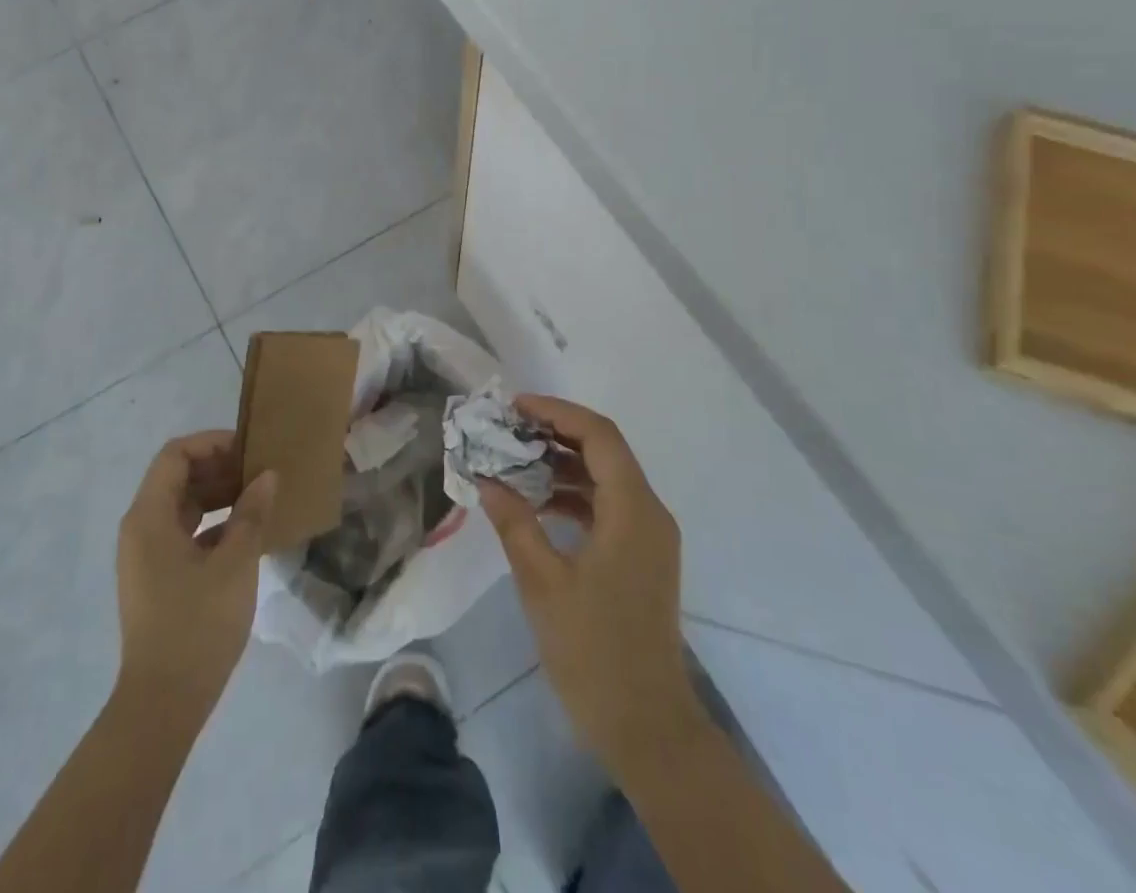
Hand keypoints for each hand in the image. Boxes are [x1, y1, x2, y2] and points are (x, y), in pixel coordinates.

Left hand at [115, 431, 276, 715]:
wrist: (163, 704)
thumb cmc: (197, 625)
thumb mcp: (235, 564)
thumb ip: (251, 514)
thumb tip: (267, 476)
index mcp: (149, 517)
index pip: (175, 455)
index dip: (212, 443)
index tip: (249, 451)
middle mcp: (141, 528)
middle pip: (177, 477)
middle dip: (219, 469)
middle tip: (260, 473)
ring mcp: (146, 555)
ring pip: (182, 506)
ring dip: (219, 496)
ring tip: (259, 499)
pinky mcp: (157, 578)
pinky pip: (184, 533)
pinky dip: (213, 525)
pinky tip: (246, 535)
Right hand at [477, 396, 703, 781]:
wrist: (648, 728)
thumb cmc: (594, 652)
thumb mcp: (543, 583)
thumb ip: (514, 523)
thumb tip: (487, 479)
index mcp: (633, 510)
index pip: (598, 435)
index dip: (557, 412)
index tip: (514, 407)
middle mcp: (649, 512)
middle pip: (604, 450)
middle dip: (555, 433)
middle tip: (508, 429)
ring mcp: (649, 536)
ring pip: (606, 477)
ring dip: (562, 464)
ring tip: (514, 460)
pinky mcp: (642, 557)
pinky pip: (607, 506)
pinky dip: (572, 495)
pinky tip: (536, 502)